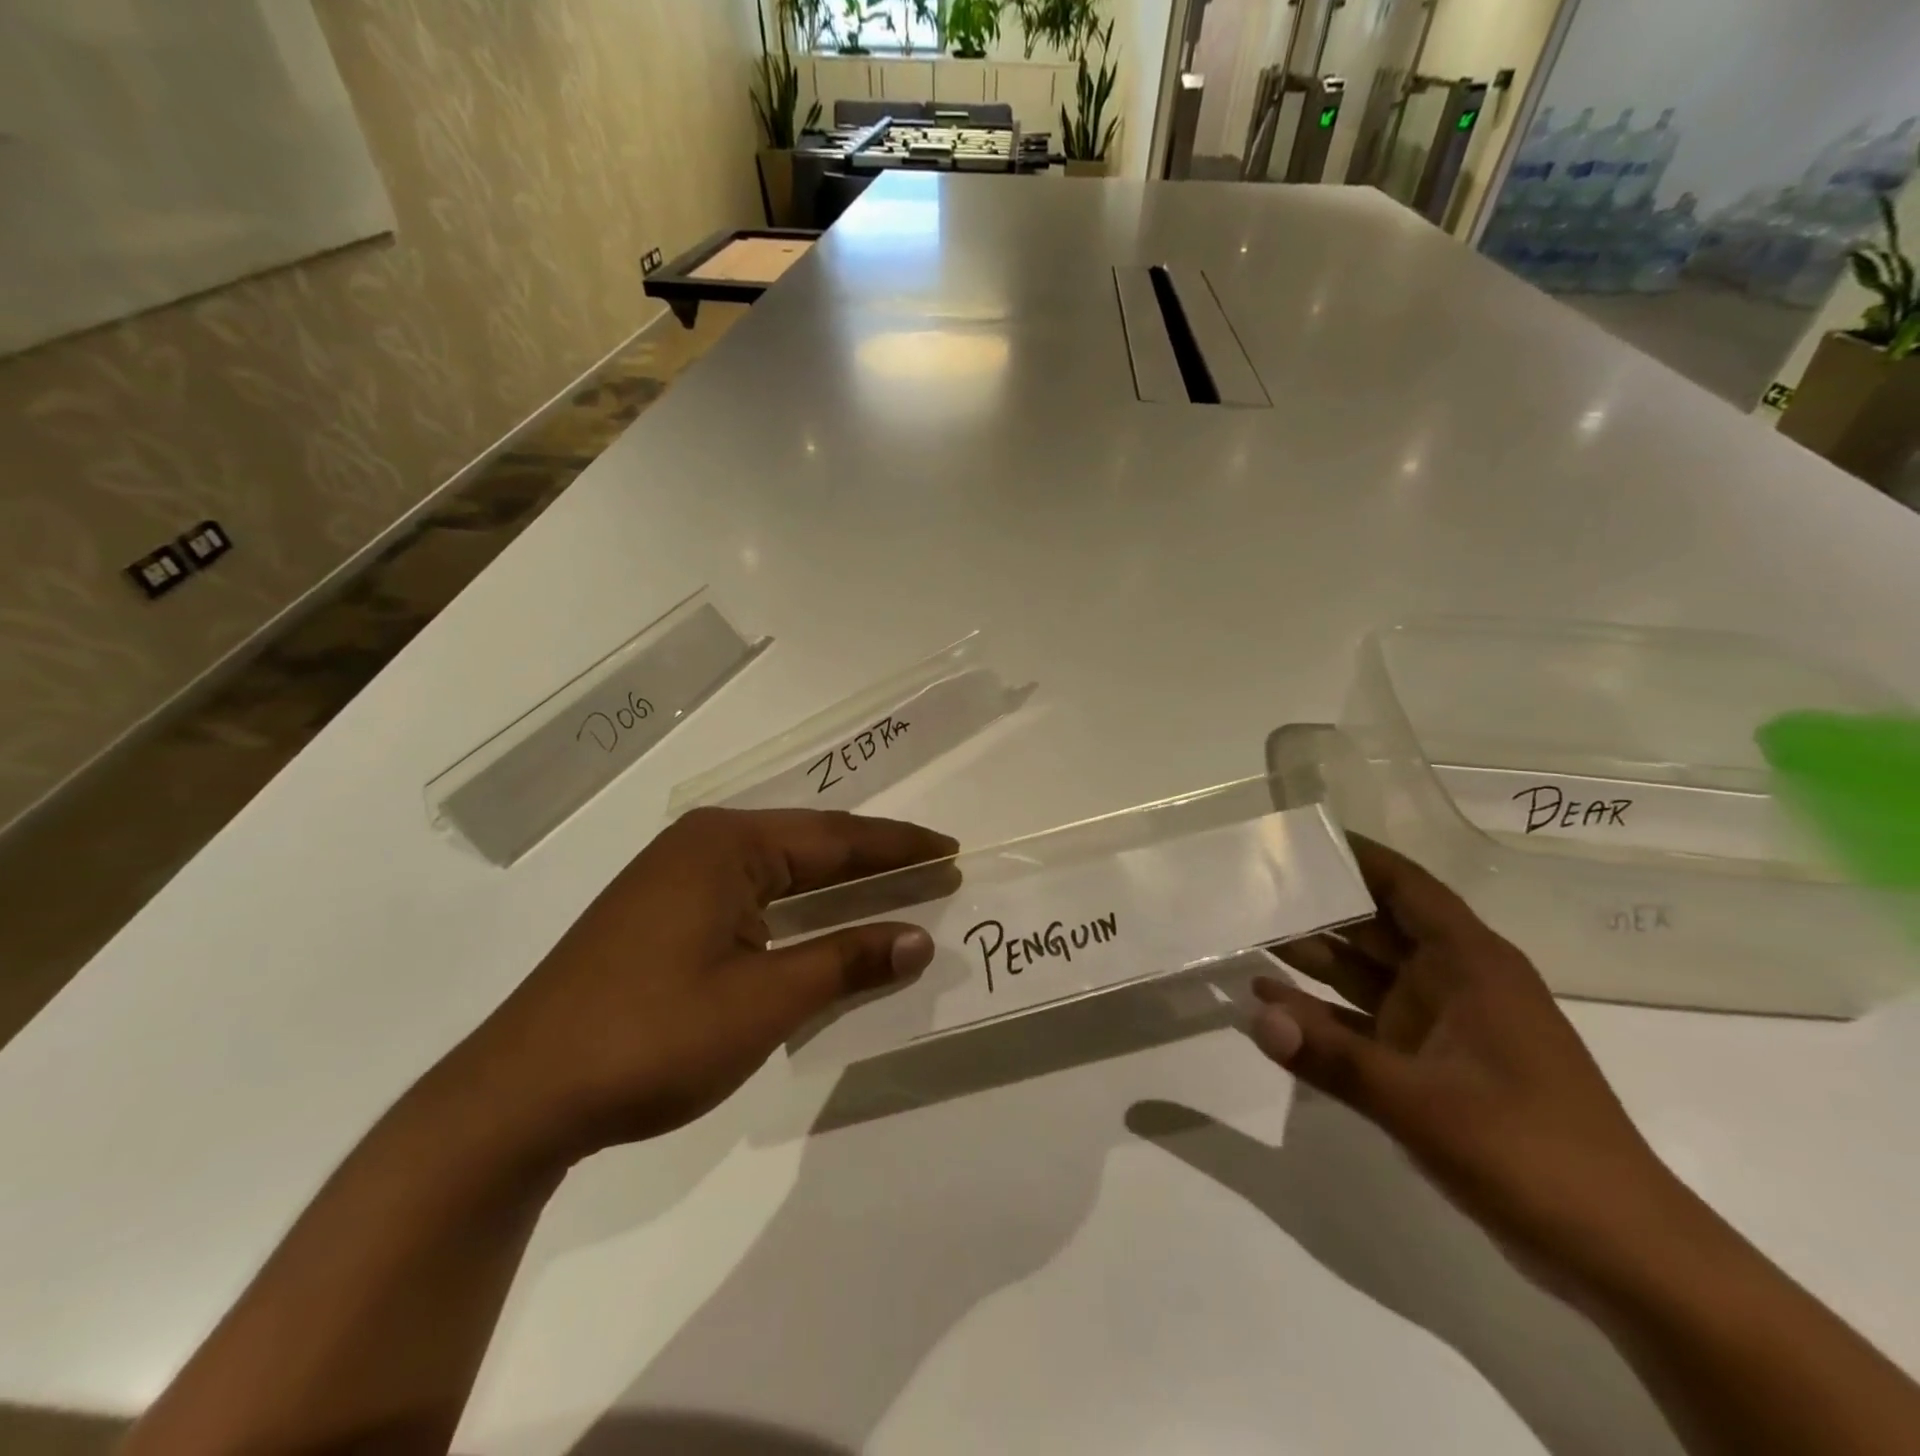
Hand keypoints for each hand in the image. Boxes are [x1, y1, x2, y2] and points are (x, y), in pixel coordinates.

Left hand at [461, 808, 953, 1159]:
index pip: (835, 838)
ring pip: (778, 873)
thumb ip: (845, 961)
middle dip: (873, 861)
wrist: (519, 1097)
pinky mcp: (661, 915)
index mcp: (726, 845)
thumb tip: (919, 938)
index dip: (899, 848)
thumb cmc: (651, 1037)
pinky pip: (750, 897)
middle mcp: (700, 846)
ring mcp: (674, 879)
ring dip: (835, 886)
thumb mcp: (763, 1001)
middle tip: (934, 870)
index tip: (950, 853)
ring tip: (892, 891)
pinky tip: (819, 926)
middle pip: (808, 846)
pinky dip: (796, 910)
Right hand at [1252, 837, 1687, 1288]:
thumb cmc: (1531, 1153)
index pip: (1407, 888)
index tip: (1300, 837)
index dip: (1358, 857)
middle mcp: (1453, 983)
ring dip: (1311, 959)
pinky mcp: (1430, 1066)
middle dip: (1317, 906)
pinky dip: (1321, 1013)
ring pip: (1365, 974)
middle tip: (1250, 888)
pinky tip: (1271, 1005)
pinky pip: (1363, 1023)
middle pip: (1375, 926)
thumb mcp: (1422, 1103)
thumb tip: (1256, 1017)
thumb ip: (1334, 1056)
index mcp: (1471, 966)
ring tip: (1246, 936)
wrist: (1619, 1253)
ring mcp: (1441, 1025)